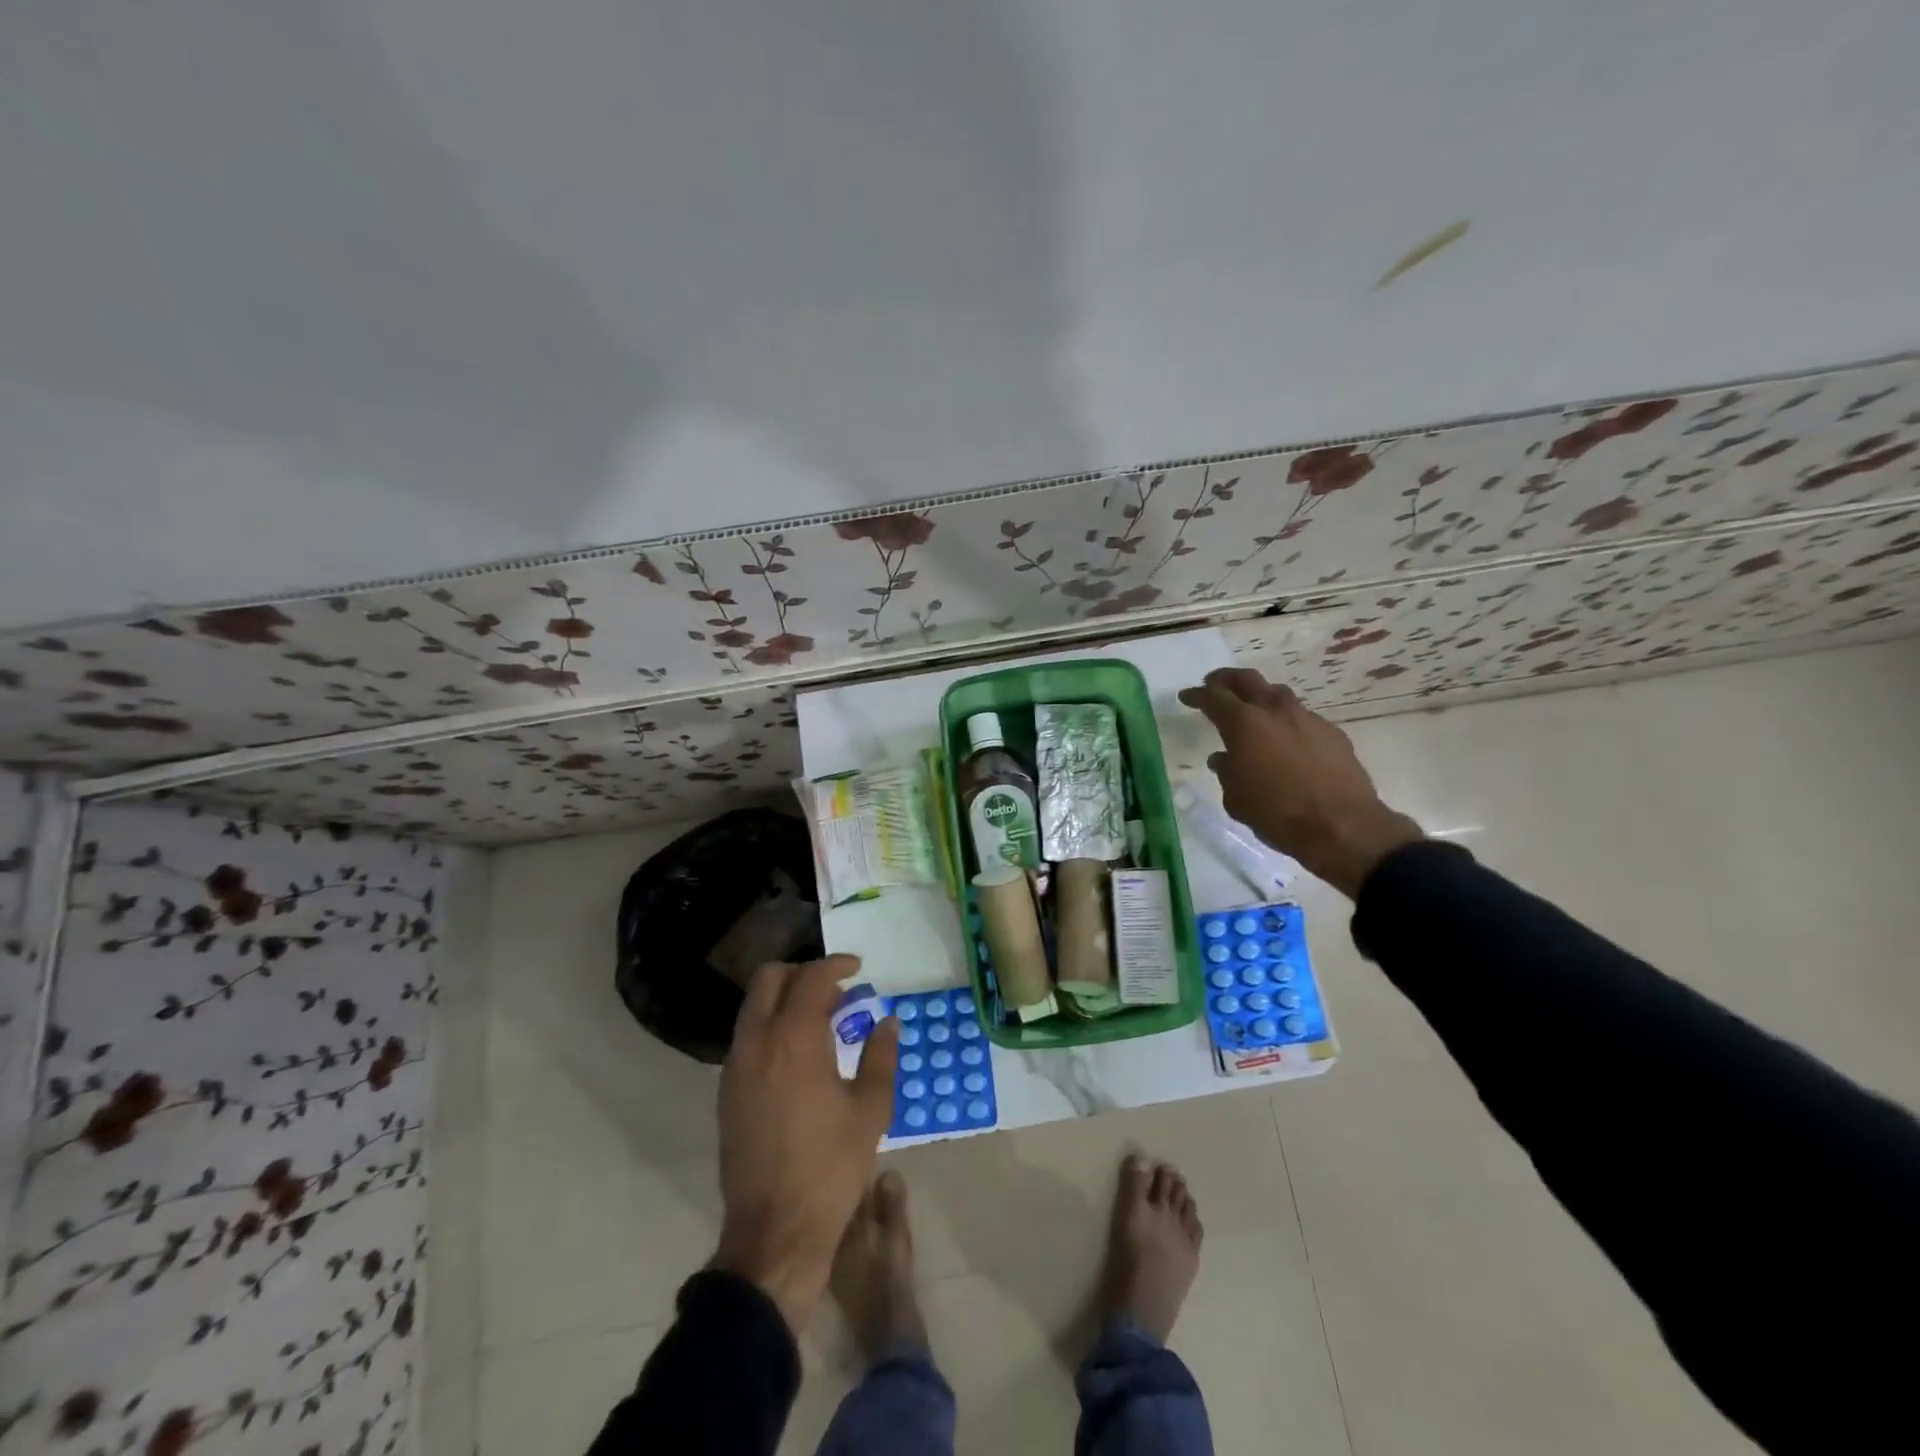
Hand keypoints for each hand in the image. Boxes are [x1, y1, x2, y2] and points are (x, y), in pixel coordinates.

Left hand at [712, 954, 897, 1331]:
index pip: (811, 978)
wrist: (775, 1232)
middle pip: (770, 979)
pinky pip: (747, 1036)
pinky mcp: (727, 1091)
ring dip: (785, 998)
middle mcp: (757, 1042)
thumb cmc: (831, 1167)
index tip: (858, 968)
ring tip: (821, 1019)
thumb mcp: (870, 1109)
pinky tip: (799, 1053)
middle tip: (835, 988)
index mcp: (794, 1040)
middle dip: (803, 972)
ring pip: (753, 1006)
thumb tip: (887, 1022)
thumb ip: (880, 1056)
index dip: (836, 965)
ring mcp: (735, 1067)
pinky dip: (771, 1025)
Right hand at [1179, 668, 1422, 897]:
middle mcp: (1275, 712)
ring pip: (1278, 694)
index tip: (1187, 696)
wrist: (1342, 827)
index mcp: (1244, 725)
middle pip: (1247, 679)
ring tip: (1252, 711)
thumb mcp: (1236, 799)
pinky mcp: (1332, 732)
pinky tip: (1286, 741)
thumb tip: (1224, 759)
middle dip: (1227, 679)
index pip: (1213, 697)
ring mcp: (1307, 719)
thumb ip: (1227, 772)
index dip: (1197, 695)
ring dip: (1260, 697)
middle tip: (1215, 685)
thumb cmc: (1277, 814)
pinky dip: (1286, 722)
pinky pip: (1302, 717)